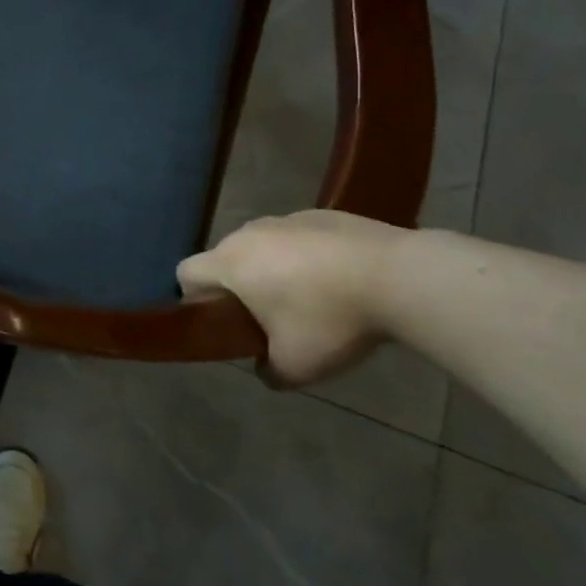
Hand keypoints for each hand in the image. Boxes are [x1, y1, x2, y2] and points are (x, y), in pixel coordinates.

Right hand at [178, 210, 404, 386]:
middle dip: (238, 287)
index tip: (223, 322)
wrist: (399, 276)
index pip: (186, 273)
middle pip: (225, 259)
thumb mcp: (295, 367)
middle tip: (269, 320)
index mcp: (230, 263)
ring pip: (262, 247)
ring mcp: (286, 219)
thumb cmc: (330, 319)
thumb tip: (263, 366)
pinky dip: (306, 258)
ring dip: (272, 270)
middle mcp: (249, 233)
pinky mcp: (322, 214)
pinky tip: (340, 282)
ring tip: (311, 300)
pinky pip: (298, 239)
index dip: (194, 299)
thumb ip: (267, 371)